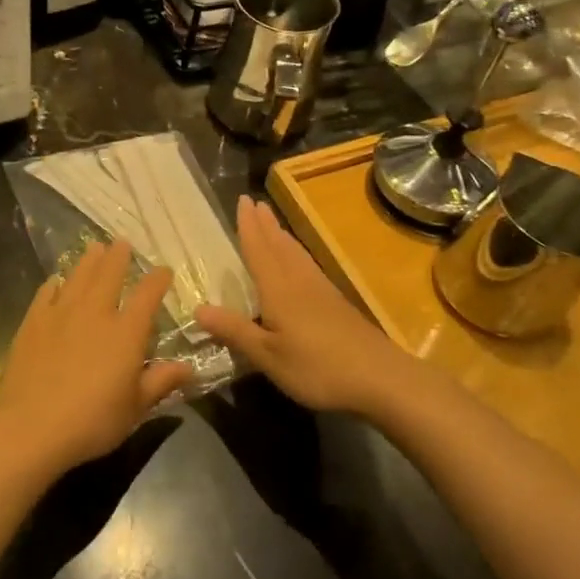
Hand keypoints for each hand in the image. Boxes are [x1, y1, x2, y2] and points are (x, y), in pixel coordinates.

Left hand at [0, 240, 192, 475]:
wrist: (31, 426)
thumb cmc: (92, 421)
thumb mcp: (135, 408)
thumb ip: (161, 382)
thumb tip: (188, 367)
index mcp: (126, 332)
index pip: (147, 295)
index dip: (158, 279)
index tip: (164, 270)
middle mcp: (95, 313)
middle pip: (109, 274)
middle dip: (119, 257)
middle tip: (122, 243)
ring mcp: (61, 313)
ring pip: (78, 276)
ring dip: (89, 260)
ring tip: (95, 248)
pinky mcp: (33, 322)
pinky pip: (46, 293)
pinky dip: (55, 283)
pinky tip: (56, 281)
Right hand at [196, 196, 415, 417]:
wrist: (381, 378)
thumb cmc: (318, 367)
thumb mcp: (268, 355)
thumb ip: (235, 331)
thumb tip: (198, 308)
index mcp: (279, 290)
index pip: (259, 250)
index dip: (248, 226)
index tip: (242, 200)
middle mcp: (299, 282)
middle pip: (279, 246)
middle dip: (265, 224)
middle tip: (255, 202)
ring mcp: (322, 291)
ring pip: (296, 254)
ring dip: (282, 236)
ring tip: (273, 223)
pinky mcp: (337, 304)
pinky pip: (308, 266)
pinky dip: (297, 254)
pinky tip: (300, 263)